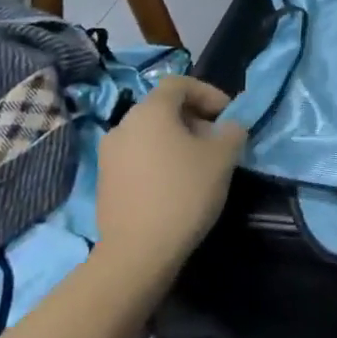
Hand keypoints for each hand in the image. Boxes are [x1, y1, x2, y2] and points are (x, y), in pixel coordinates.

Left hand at [93, 76, 246, 265]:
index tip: (227, 115)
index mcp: (150, 111)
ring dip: (176, 141)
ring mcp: (109, 155)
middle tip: (217, 142)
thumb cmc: (183, 193)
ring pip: (150, 134)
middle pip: (163, 108)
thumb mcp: (223, 157)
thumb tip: (229, 127)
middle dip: (194, 119)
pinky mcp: (105, 182)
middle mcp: (124, 125)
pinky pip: (138, 157)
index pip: (180, 83)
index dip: (208, 93)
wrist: (136, 254)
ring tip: (198, 165)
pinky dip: (158, 160)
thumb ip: (232, 131)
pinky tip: (175, 186)